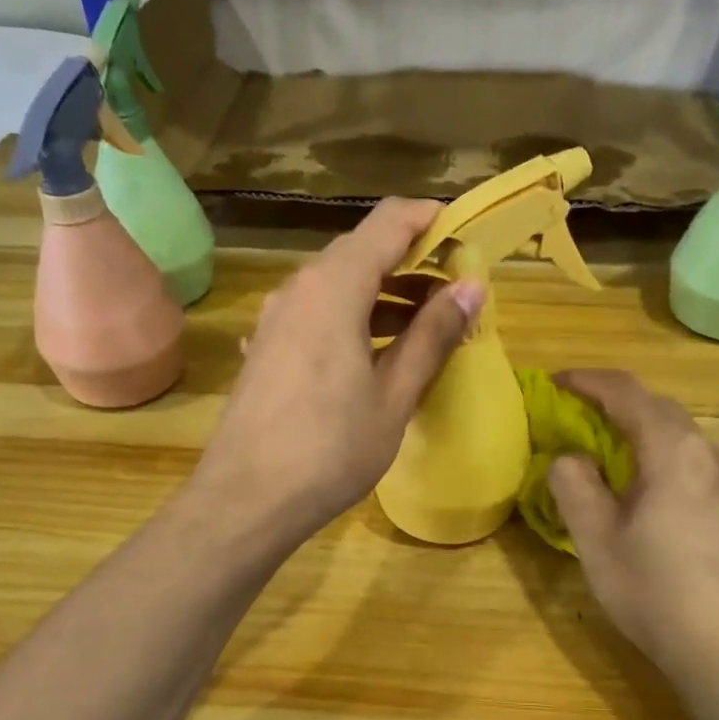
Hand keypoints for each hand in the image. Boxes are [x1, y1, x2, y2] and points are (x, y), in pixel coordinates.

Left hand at [191, 199, 482, 546]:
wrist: (247, 499)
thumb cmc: (330, 449)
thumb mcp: (393, 395)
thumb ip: (433, 335)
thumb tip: (471, 286)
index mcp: (333, 286)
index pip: (390, 220)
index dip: (434, 221)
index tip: (470, 244)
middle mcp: (299, 287)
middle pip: (364, 249)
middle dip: (415, 263)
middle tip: (457, 296)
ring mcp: (277, 317)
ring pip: (340, 284)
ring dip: (386, 295)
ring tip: (428, 329)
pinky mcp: (267, 345)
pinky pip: (319, 313)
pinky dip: (355, 318)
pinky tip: (377, 355)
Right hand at [546, 369, 718, 685]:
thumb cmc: (657, 590)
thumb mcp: (597, 539)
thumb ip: (575, 486)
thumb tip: (570, 457)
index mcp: (673, 450)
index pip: (627, 393)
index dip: (588, 381)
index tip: (554, 382)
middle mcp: (706, 454)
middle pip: (657, 407)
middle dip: (612, 400)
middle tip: (571, 412)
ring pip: (675, 434)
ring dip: (635, 427)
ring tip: (599, 444)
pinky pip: (687, 460)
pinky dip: (654, 453)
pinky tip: (637, 485)